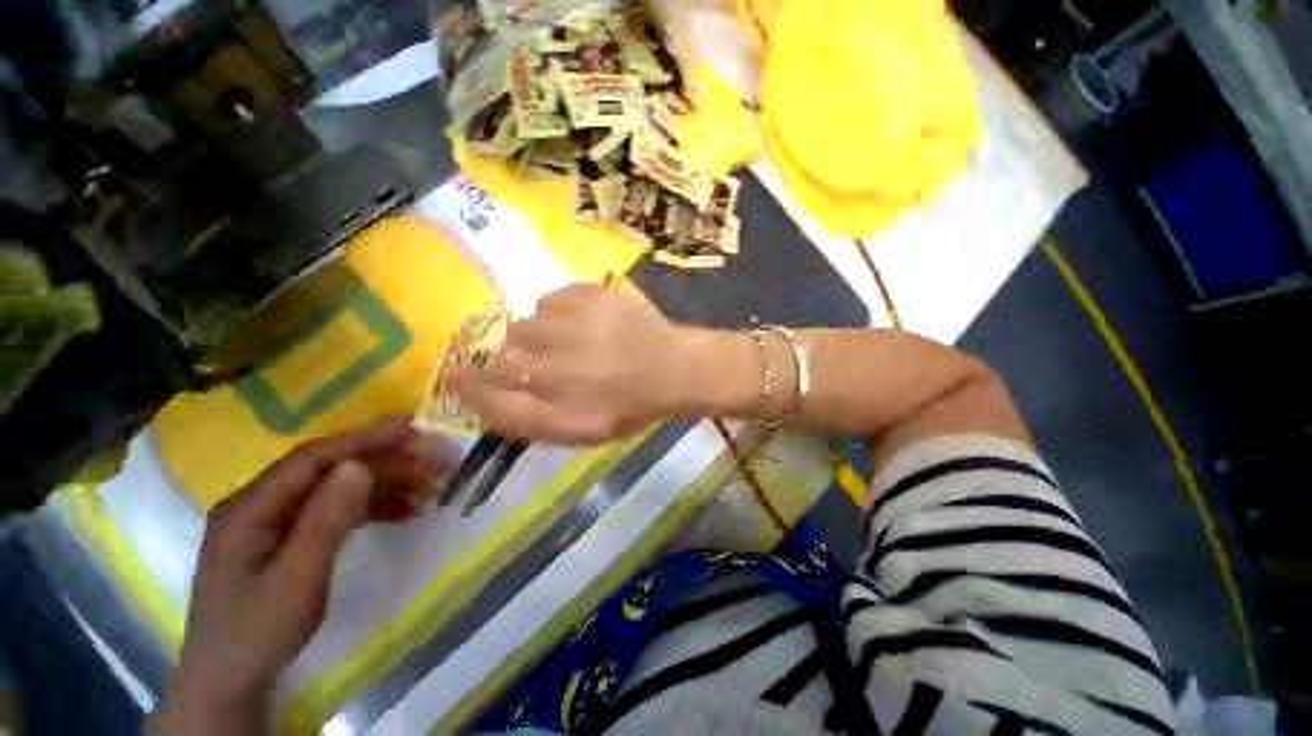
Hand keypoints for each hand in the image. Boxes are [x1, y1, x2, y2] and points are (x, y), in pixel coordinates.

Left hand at [155, 417, 444, 733]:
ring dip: (383, 484)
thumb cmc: (259, 632)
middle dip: (382, 461)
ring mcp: (274, 519)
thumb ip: (326, 520)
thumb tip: (358, 466)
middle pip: (328, 469)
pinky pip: (335, 510)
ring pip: (336, 487)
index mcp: (250, 507)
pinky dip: (371, 507)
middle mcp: (260, 503)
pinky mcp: (289, 535)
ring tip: (426, 487)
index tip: (412, 428)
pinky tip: (404, 512)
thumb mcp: (297, 579)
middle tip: (431, 460)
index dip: (364, 439)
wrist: (231, 679)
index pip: (313, 458)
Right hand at [454, 283, 701, 443]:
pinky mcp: (590, 299)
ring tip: (565, 340)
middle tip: (527, 358)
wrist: (676, 370)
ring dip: (535, 336)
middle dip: (502, 361)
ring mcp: (573, 333)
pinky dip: (558, 312)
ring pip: (520, 327)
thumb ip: (535, 420)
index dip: (468, 390)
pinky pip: (548, 301)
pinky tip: (582, 322)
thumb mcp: (585, 431)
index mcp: (558, 416)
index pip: (488, 403)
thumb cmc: (634, 406)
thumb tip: (490, 397)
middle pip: (497, 362)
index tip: (460, 378)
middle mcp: (557, 375)